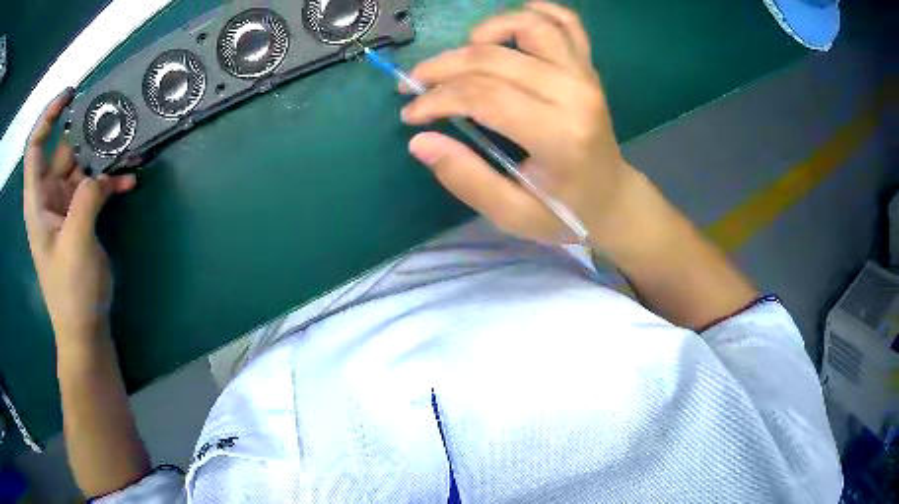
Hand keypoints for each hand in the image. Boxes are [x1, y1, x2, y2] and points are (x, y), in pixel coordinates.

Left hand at [23, 88, 135, 344]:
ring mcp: (65, 208)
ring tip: (129, 147)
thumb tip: (101, 174)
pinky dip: (111, 182)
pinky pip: (95, 189)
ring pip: (82, 167)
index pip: (35, 147)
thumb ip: (86, 198)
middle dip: (86, 132)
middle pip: (63, 150)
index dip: (48, 117)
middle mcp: (49, 198)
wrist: (84, 329)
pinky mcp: (81, 219)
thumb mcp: (76, 243)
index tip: (71, 95)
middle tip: (113, 118)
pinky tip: (129, 181)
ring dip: (104, 157)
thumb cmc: (71, 291)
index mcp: (38, 201)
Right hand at [401, 1, 634, 244]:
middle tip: (414, 84)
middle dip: (442, 68)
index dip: (436, 100)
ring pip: (530, 26)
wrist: (613, 198)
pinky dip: (536, 11)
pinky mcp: (588, 66)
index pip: (483, 96)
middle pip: (494, 59)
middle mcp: (574, 93)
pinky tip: (508, 24)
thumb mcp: (513, 215)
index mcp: (559, 135)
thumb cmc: (565, 212)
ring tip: (461, 54)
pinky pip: (566, 22)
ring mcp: (584, 74)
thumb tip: (420, 141)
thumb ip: (467, 179)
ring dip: (485, 31)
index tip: (411, 114)